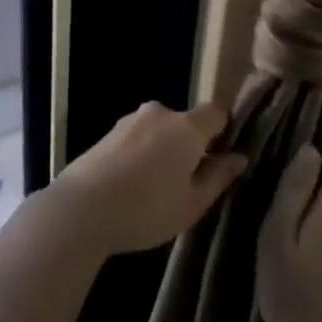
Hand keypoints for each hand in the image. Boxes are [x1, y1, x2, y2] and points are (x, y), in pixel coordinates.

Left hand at [48, 101, 247, 256]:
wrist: (82, 208)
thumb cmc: (147, 209)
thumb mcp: (192, 204)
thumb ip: (218, 177)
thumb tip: (239, 157)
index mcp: (186, 127)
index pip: (216, 112)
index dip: (224, 131)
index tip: (222, 159)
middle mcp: (160, 113)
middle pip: (186, 123)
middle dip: (191, 146)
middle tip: (188, 185)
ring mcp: (131, 120)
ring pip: (160, 131)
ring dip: (164, 151)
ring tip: (155, 190)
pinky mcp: (109, 132)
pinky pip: (138, 138)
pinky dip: (142, 154)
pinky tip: (132, 186)